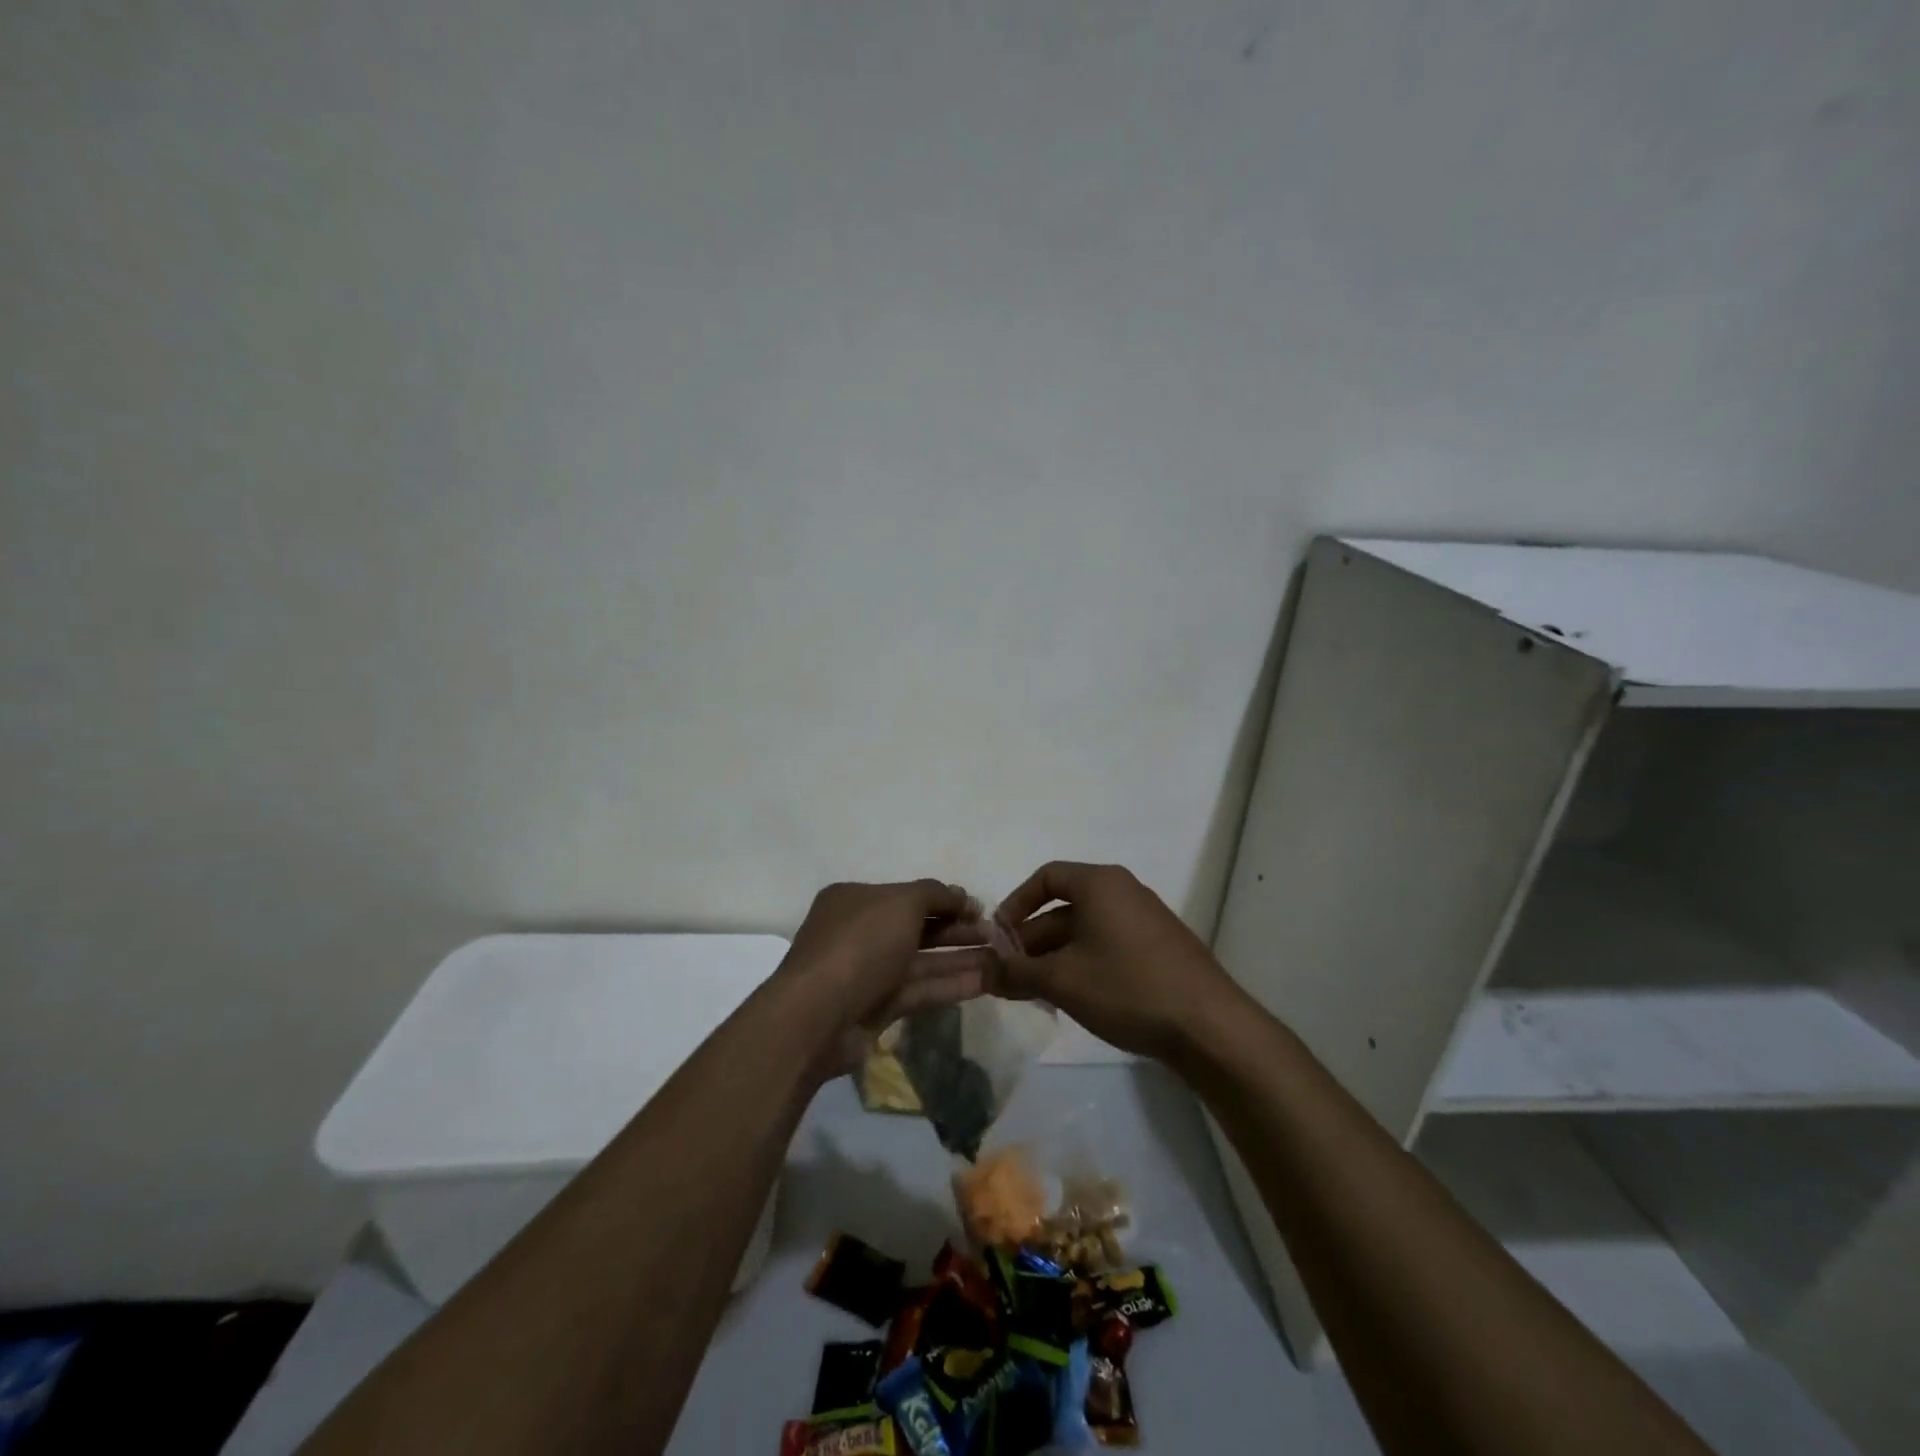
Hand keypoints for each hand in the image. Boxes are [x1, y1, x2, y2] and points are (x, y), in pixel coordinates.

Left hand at [779, 880, 996, 1077]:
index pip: (907, 895)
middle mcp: (860, 932)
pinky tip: (985, 982)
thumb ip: (934, 894)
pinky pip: (919, 990)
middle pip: (917, 927)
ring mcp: (868, 972)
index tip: (980, 908)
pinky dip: (949, 985)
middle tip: (996, 935)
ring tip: (1001, 959)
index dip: (945, 899)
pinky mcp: (877, 1008)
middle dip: (957, 929)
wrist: (817, 1016)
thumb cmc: (859, 945)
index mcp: (855, 900)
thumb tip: (960, 895)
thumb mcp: (900, 903)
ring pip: (921, 961)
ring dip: (959, 958)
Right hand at [992, 862, 1244, 1063]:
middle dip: (1032, 940)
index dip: (1016, 904)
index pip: (1046, 877)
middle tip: (1010, 975)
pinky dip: (1083, 964)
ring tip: (1034, 992)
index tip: (999, 937)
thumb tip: (983, 970)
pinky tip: (1073, 998)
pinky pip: (1108, 945)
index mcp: (1100, 884)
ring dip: (1055, 957)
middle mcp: (1123, 892)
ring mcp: (1145, 920)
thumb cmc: (1127, 987)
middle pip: (1064, 907)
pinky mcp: (1159, 948)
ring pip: (1086, 930)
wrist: (1208, 1026)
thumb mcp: (1062, 980)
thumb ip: (1016, 972)